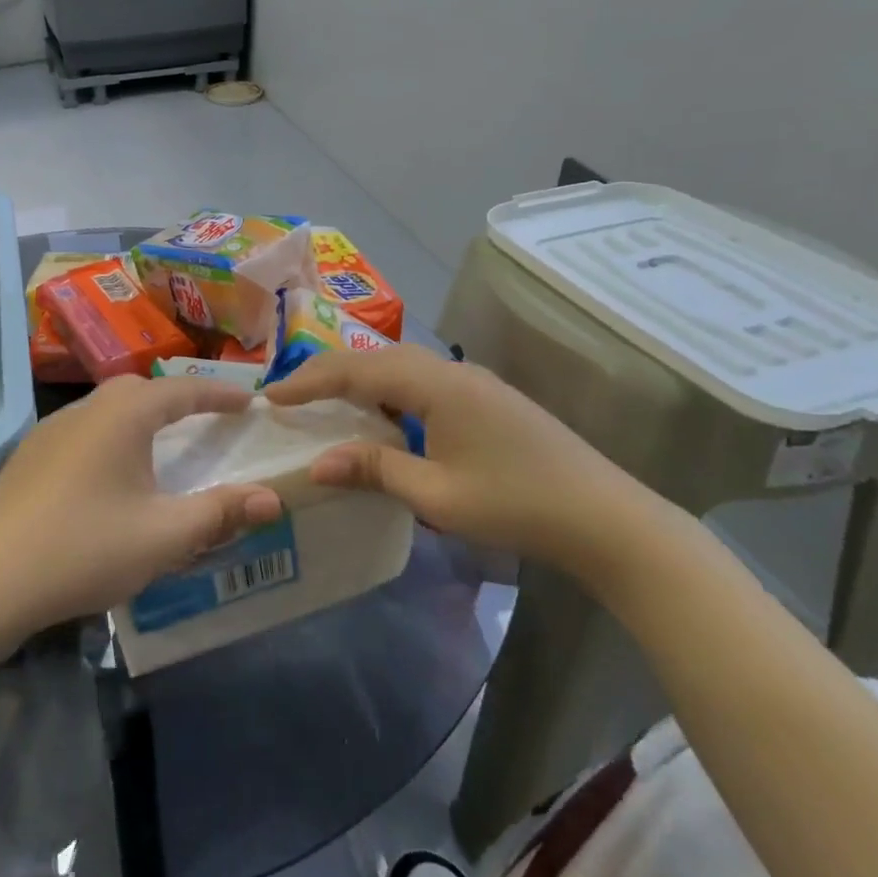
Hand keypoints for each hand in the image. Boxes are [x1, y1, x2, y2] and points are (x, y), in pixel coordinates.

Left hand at [0, 376, 284, 638]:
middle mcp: (86, 410)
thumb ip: (221, 513)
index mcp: (123, 416)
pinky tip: (109, 474)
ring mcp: (50, 431)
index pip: (182, 391)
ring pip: (107, 409)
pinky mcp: (28, 457)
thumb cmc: (85, 548)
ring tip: (161, 445)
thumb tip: (273, 499)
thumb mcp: (164, 535)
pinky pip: (83, 432)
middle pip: (140, 390)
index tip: (248, 401)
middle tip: (206, 419)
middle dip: (177, 399)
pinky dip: (111, 438)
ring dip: (140, 418)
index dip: (219, 394)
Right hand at [261, 346, 661, 574]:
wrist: (608, 518)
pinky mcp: (488, 397)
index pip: (356, 371)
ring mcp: (474, 381)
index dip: (309, 381)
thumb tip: (316, 464)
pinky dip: (389, 390)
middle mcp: (452, 371)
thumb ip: (374, 470)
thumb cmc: (517, 505)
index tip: (270, 396)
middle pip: (376, 358)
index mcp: (436, 386)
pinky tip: (383, 416)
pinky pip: (422, 380)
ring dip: (360, 379)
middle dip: (329, 373)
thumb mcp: (437, 496)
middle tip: (291, 396)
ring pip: (401, 366)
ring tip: (327, 402)